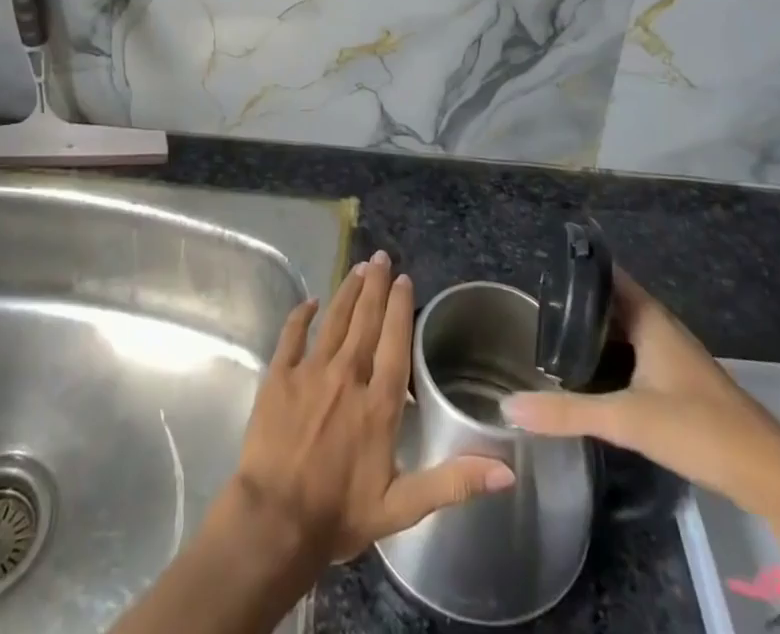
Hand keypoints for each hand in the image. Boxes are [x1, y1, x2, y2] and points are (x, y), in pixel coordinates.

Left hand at [215, 251, 515, 570]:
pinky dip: (302, 315)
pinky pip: (292, 334)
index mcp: (378, 404)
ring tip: (358, 268)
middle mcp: (347, 376)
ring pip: (333, 320)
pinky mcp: (279, 375)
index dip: (400, 308)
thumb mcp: (402, 508)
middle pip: (365, 321)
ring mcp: (310, 371)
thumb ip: (453, 483)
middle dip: (375, 286)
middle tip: (381, 256)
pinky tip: (310, 302)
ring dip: (347, 292)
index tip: (404, 279)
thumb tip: (506, 469)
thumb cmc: (338, 515)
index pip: (395, 343)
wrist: (274, 521)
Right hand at [503, 269, 779, 547]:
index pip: (607, 274)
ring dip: (594, 329)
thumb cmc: (699, 428)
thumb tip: (509, 406)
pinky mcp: (680, 384)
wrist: (771, 476)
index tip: (540, 265)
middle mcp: (661, 327)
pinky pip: (635, 353)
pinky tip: (590, 372)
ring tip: (552, 333)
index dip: (576, 266)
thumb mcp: (626, 419)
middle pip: (612, 301)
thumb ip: (567, 411)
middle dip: (577, 300)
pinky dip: (610, 354)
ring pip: (624, 329)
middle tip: (536, 303)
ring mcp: (673, 355)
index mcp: (650, 318)